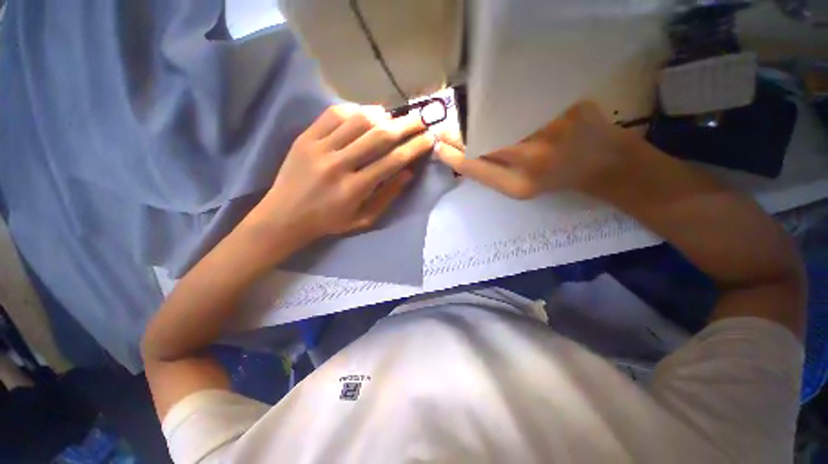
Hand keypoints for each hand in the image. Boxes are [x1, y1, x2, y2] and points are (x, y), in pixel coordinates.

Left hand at [247, 105, 434, 242]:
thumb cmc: (329, 222)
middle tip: (420, 119)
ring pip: (358, 120)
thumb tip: (407, 173)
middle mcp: (339, 165)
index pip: (392, 161)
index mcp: (355, 189)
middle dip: (405, 125)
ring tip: (394, 116)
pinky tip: (366, 113)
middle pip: (379, 136)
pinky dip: (354, 110)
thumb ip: (387, 196)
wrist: (285, 216)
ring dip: (382, 115)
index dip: (414, 147)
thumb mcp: (363, 219)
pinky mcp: (305, 138)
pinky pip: (333, 114)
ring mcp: (319, 148)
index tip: (429, 138)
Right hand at [435, 102, 632, 198]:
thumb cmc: (555, 179)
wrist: (602, 161)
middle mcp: (533, 158)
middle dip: (456, 134)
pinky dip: (500, 101)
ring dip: (474, 116)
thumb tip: (460, 155)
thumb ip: (490, 173)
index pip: (474, 166)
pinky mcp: (565, 103)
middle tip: (444, 130)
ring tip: (464, 119)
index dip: (451, 155)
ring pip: (496, 117)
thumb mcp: (519, 188)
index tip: (437, 146)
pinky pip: (520, 99)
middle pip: (481, 139)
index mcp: (519, 185)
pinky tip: (493, 103)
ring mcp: (550, 128)